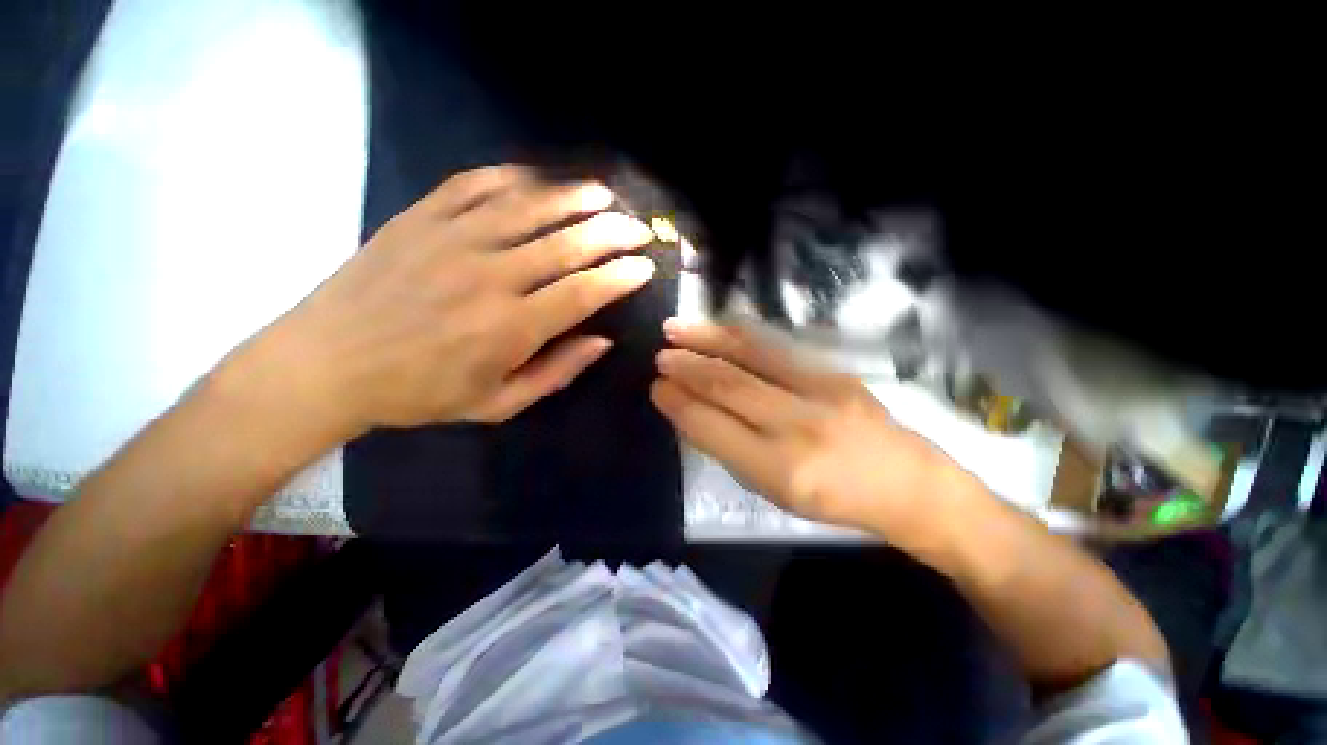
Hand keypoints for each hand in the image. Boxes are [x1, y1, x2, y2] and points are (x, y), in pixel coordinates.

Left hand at [245, 165, 656, 438]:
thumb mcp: (498, 403)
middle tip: (639, 228)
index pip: (584, 293)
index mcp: (511, 328)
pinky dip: (512, 177)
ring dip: (574, 197)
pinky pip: (474, 185)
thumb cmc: (420, 393)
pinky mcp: (420, 218)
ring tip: (604, 194)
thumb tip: (602, 341)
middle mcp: (490, 276)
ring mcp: (452, 239)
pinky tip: (537, 178)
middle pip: (567, 244)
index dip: (621, 277)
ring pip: (529, 207)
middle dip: (613, 233)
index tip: (645, 268)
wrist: (327, 363)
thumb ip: (557, 372)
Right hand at [652, 320, 971, 538]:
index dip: (679, 403)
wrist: (907, 483)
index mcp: (779, 470)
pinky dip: (739, 334)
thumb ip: (730, 450)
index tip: (657, 387)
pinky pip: (775, 346)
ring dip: (707, 339)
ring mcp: (820, 391)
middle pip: (728, 386)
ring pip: (750, 356)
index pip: (712, 427)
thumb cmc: (833, 500)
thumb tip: (691, 411)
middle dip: (687, 367)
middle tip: (660, 356)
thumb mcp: (773, 492)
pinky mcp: (834, 371)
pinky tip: (718, 327)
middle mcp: (797, 426)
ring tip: (676, 329)